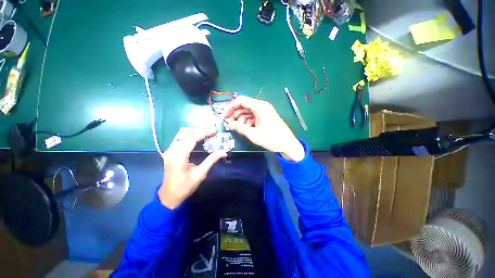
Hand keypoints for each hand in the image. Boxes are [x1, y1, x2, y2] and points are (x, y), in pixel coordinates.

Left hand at [158, 127, 226, 208]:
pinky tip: (198, 138)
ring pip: (181, 134)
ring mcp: (169, 150)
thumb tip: (224, 152)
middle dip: (200, 130)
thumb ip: (211, 160)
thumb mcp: (201, 174)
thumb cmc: (185, 186)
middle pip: (185, 133)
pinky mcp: (170, 152)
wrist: (169, 195)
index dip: (204, 133)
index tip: (214, 131)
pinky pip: (180, 138)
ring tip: (206, 134)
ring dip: (194, 132)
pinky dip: (190, 136)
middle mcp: (171, 151)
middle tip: (212, 132)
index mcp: (178, 157)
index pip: (191, 139)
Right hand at [225, 96, 304, 160]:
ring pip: (249, 112)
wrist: (288, 145)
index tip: (224, 116)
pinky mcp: (266, 118)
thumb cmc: (271, 138)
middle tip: (228, 123)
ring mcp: (265, 112)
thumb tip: (229, 124)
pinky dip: (248, 121)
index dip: (231, 107)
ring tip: (236, 127)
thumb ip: (240, 127)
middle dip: (235, 114)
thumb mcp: (253, 134)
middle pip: (244, 106)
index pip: (241, 100)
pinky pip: (254, 117)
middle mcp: (262, 106)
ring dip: (241, 118)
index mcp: (260, 106)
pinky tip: (245, 128)